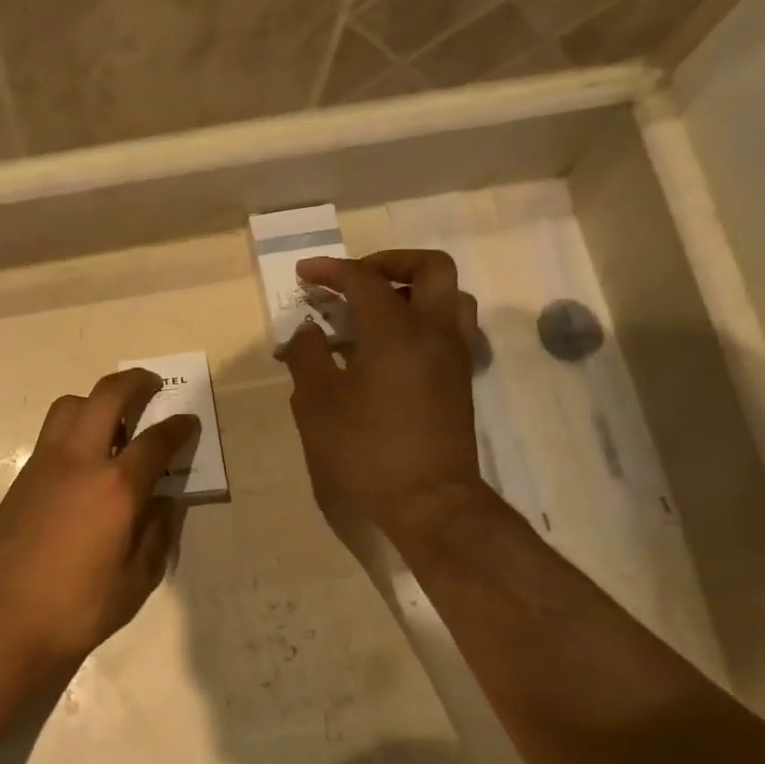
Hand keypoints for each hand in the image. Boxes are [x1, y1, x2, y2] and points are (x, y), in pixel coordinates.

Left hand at [0, 370, 199, 686]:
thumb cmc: (78, 608)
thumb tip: (165, 502)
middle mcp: (79, 462)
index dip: (178, 428)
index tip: (188, 422)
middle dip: (134, 383)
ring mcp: (44, 465)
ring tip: (113, 421)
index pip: (156, 441)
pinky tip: (84, 460)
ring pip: (69, 407)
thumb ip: (157, 534)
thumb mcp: (136, 580)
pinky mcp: (21, 478)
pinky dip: (74, 427)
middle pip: (106, 397)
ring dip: (96, 400)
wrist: (3, 622)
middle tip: (152, 385)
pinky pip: (51, 433)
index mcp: (116, 488)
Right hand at [281, 250, 486, 543]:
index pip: (364, 280)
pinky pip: (449, 327)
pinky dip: (423, 319)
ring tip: (379, 310)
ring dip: (414, 289)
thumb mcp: (318, 404)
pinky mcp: (460, 380)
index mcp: (396, 330)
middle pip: (429, 267)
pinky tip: (392, 348)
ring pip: (449, 296)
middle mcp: (434, 331)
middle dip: (390, 262)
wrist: (429, 500)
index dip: (331, 270)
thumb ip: (308, 357)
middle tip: (356, 280)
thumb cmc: (366, 450)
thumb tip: (308, 330)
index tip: (304, 273)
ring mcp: (454, 356)